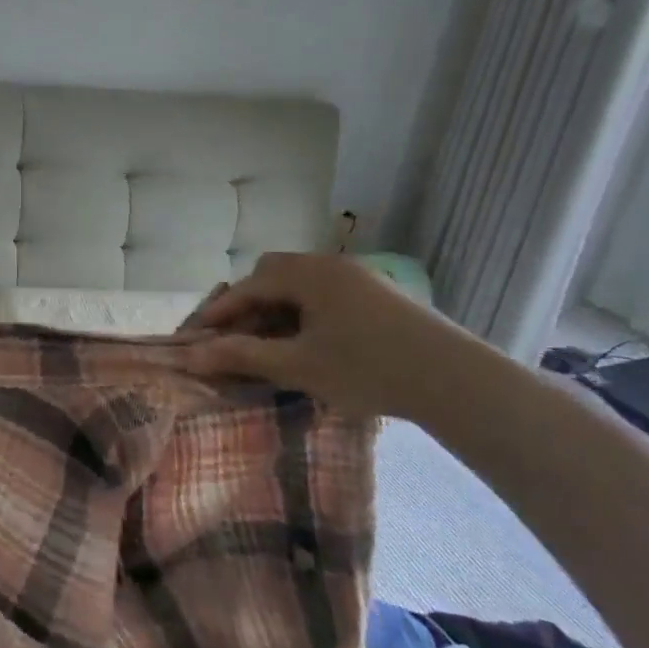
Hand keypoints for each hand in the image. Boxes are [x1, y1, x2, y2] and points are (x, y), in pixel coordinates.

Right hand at [185, 252, 490, 420]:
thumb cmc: (367, 369)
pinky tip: (309, 343)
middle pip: (273, 275)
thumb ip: (241, 356)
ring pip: (300, 285)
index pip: (248, 285)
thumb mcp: (297, 366)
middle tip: (236, 338)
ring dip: (277, 309)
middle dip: (248, 304)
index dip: (219, 311)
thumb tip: (190, 356)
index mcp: (308, 274)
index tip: (198, 337)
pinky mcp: (380, 296)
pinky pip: (325, 295)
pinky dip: (304, 313)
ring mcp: (359, 278)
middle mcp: (330, 265)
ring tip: (270, 345)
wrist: (458, 382)